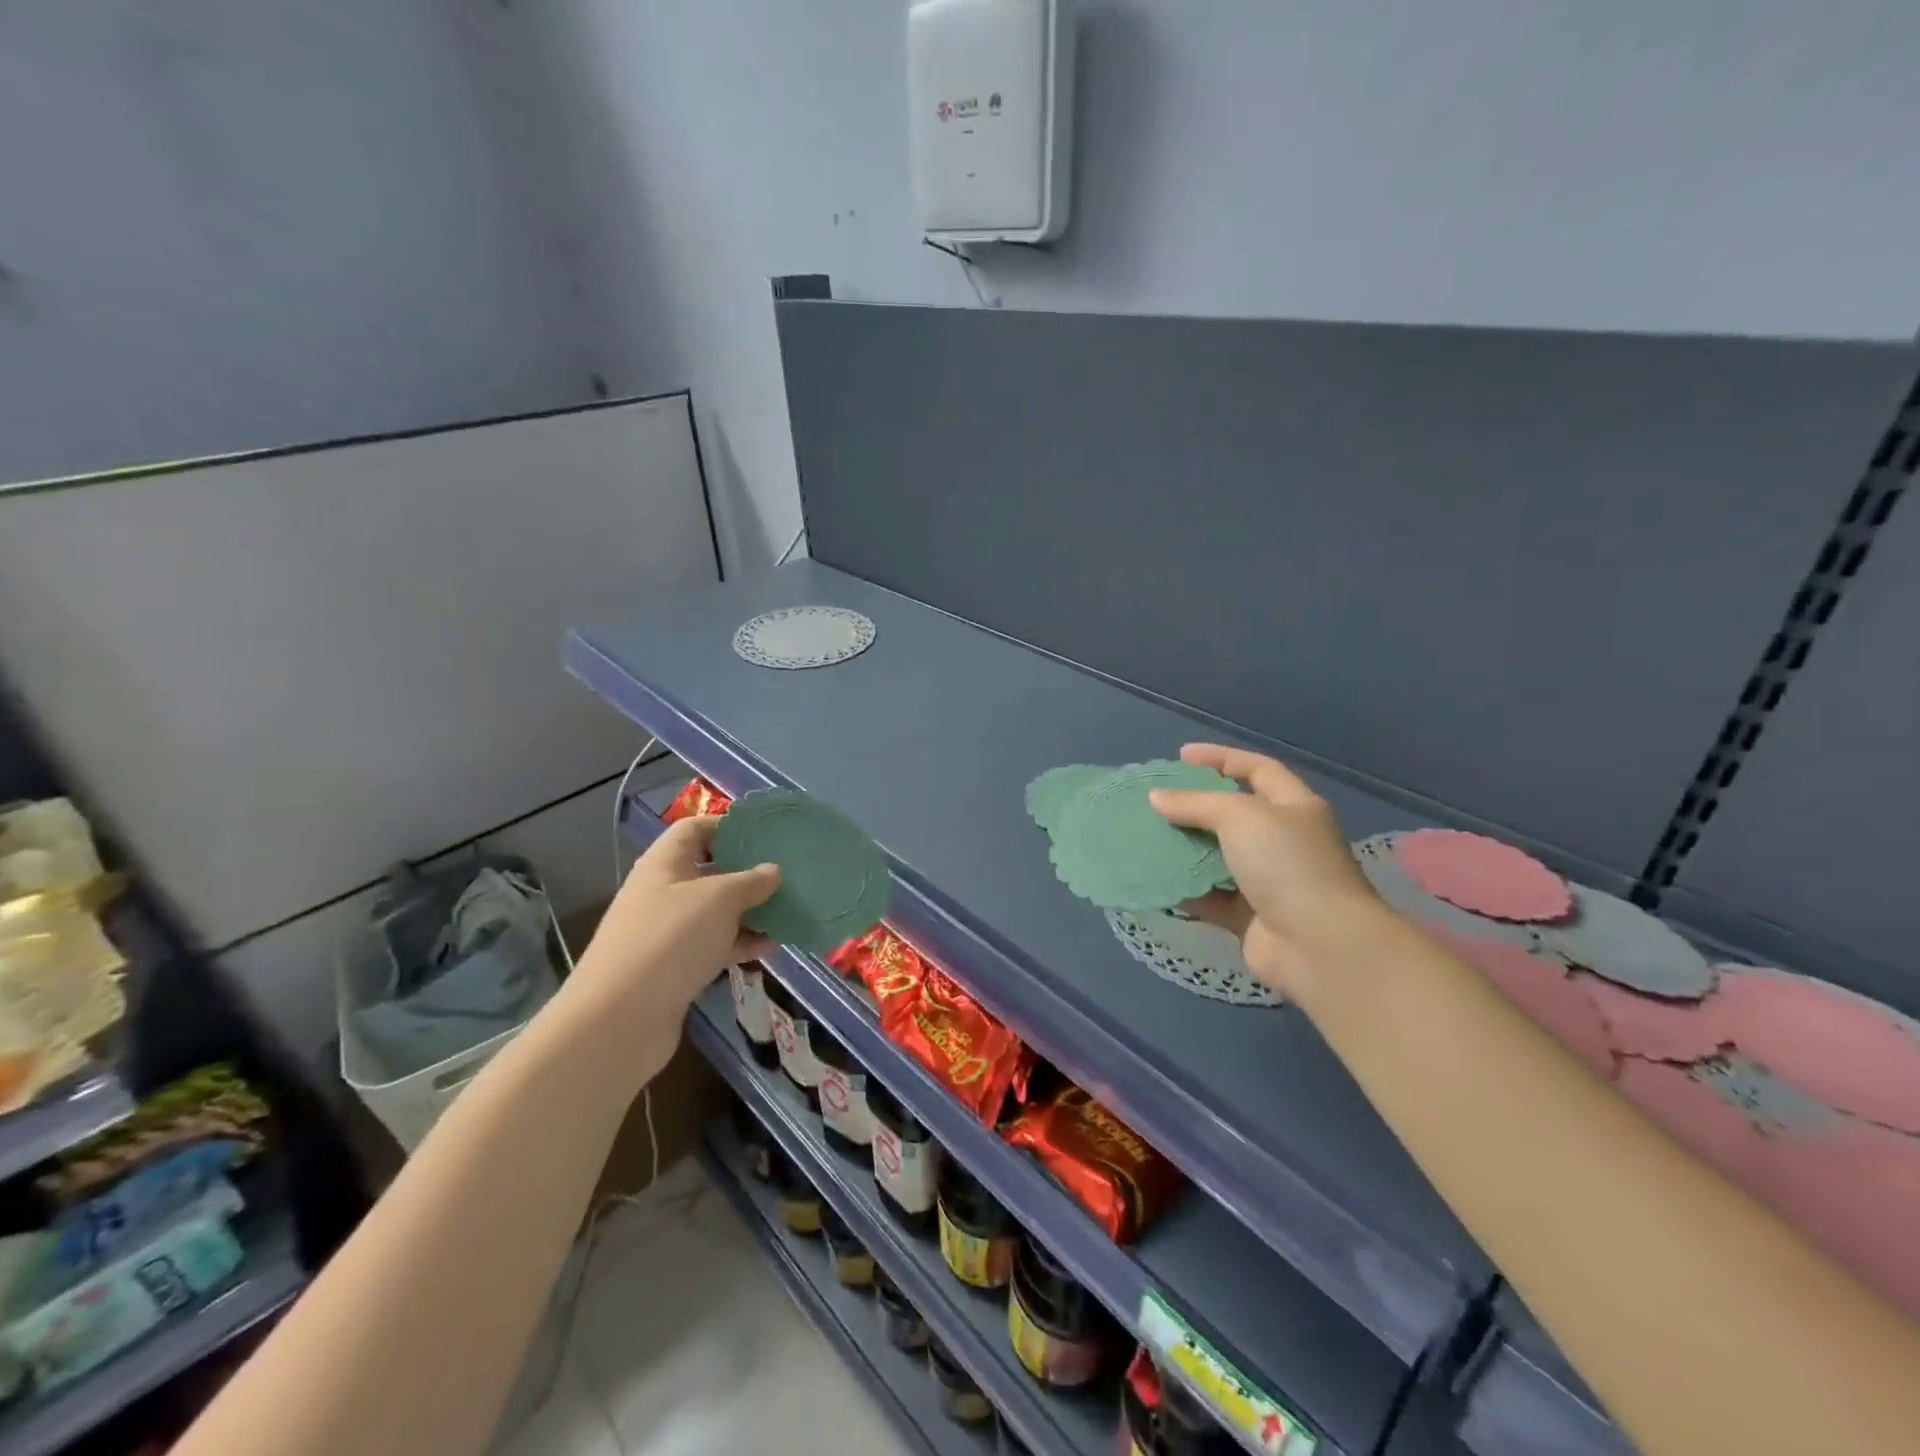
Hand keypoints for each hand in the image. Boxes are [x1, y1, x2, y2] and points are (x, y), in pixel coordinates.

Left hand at [559, 816, 780, 1037]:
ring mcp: (668, 930)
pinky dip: (740, 943)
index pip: (697, 828)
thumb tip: (773, 871)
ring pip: (716, 911)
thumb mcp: (720, 900)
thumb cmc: (671, 940)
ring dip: (750, 911)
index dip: (730, 826)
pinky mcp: (675, 966)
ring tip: (789, 912)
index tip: (768, 834)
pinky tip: (770, 947)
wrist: (619, 1020)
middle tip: (789, 874)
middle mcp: (664, 891)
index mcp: (666, 862)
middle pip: (711, 870)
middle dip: (749, 872)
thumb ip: (752, 881)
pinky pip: (714, 944)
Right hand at [1150, 744, 1381, 1003]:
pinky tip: (1155, 880)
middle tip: (1157, 800)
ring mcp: (1268, 881)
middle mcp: (1284, 841)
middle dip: (1196, 805)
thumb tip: (1156, 797)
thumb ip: (1195, 803)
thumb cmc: (1287, 864)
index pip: (1258, 769)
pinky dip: (1185, 890)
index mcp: (1295, 808)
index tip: (1181, 756)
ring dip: (1186, 848)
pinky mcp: (1249, 917)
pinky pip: (1210, 897)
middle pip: (1234, 814)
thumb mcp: (1240, 817)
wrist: (1320, 946)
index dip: (1221, 758)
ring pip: (1218, 857)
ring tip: (1147, 836)